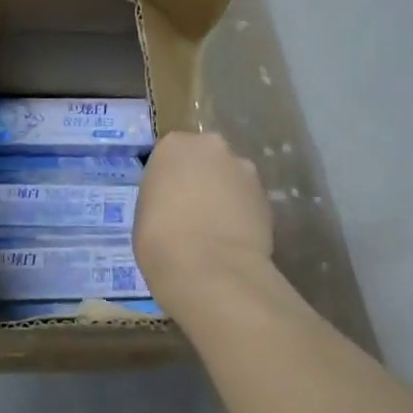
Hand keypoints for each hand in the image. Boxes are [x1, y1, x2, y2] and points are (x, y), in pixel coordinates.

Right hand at [134, 131, 274, 308]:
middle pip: (206, 159)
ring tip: (216, 228)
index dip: (171, 178)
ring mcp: (243, 169)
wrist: (207, 267)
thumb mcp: (146, 208)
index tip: (168, 199)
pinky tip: (234, 238)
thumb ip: (165, 194)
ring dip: (226, 195)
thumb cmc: (159, 236)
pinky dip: (243, 214)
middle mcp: (211, 146)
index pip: (171, 154)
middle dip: (202, 178)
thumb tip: (178, 202)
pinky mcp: (266, 196)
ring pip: (231, 178)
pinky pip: (248, 200)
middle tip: (193, 210)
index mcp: (174, 145)